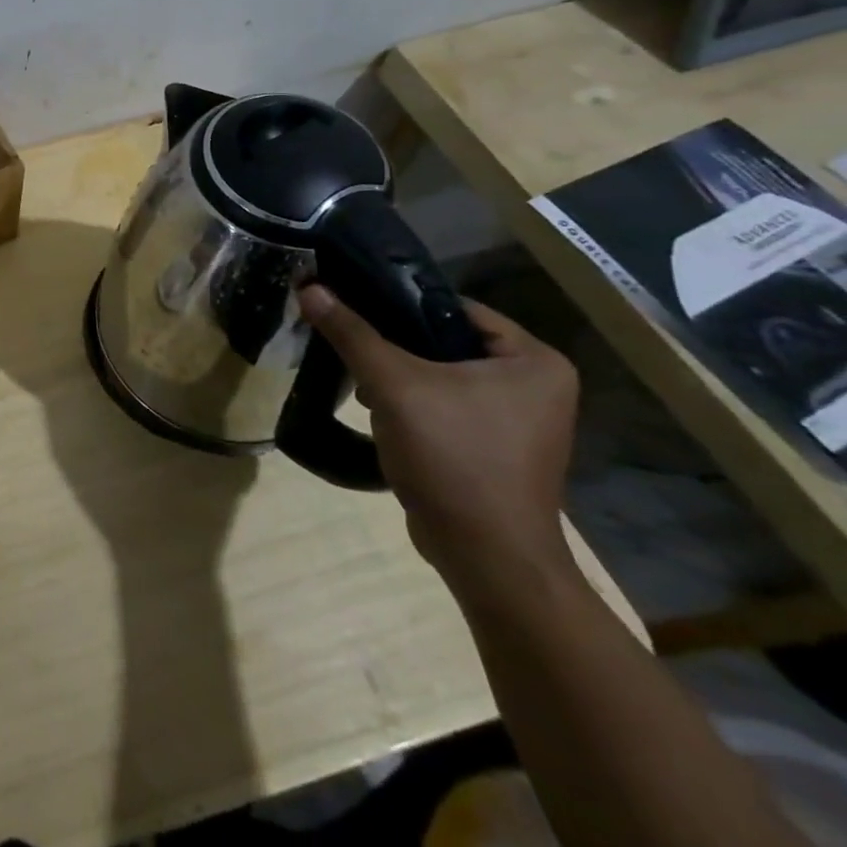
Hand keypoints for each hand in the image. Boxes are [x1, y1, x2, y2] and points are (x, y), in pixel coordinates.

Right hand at [298, 286, 578, 599]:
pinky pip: (445, 405)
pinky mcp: (494, 447)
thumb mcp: (394, 385)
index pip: (455, 308)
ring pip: (440, 374)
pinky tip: (378, 411)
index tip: (352, 302)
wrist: (486, 556)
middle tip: (349, 342)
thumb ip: (352, 333)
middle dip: (394, 344)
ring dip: (397, 375)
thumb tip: (310, 289)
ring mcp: (518, 421)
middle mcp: (535, 386)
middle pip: (445, 341)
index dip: (400, 302)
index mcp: (534, 362)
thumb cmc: (454, 457)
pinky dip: (411, 403)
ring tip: (358, 380)